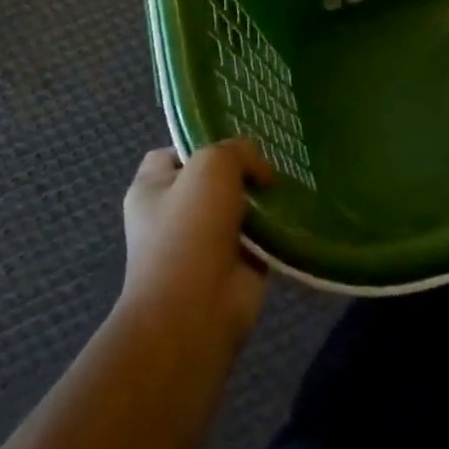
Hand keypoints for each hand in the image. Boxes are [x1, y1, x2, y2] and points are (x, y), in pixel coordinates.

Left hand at [119, 140, 274, 350]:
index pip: (173, 152)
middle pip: (213, 178)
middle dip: (242, 169)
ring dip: (262, 199)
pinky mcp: (234, 268)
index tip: (235, 137)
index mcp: (151, 189)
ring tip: (290, 180)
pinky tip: (297, 210)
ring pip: (239, 206)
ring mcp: (203, 244)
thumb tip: (261, 174)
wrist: (196, 312)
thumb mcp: (213, 163)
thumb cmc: (190, 228)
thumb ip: (239, 151)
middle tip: (272, 156)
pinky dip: (276, 227)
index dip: (202, 141)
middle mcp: (173, 215)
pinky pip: (259, 236)